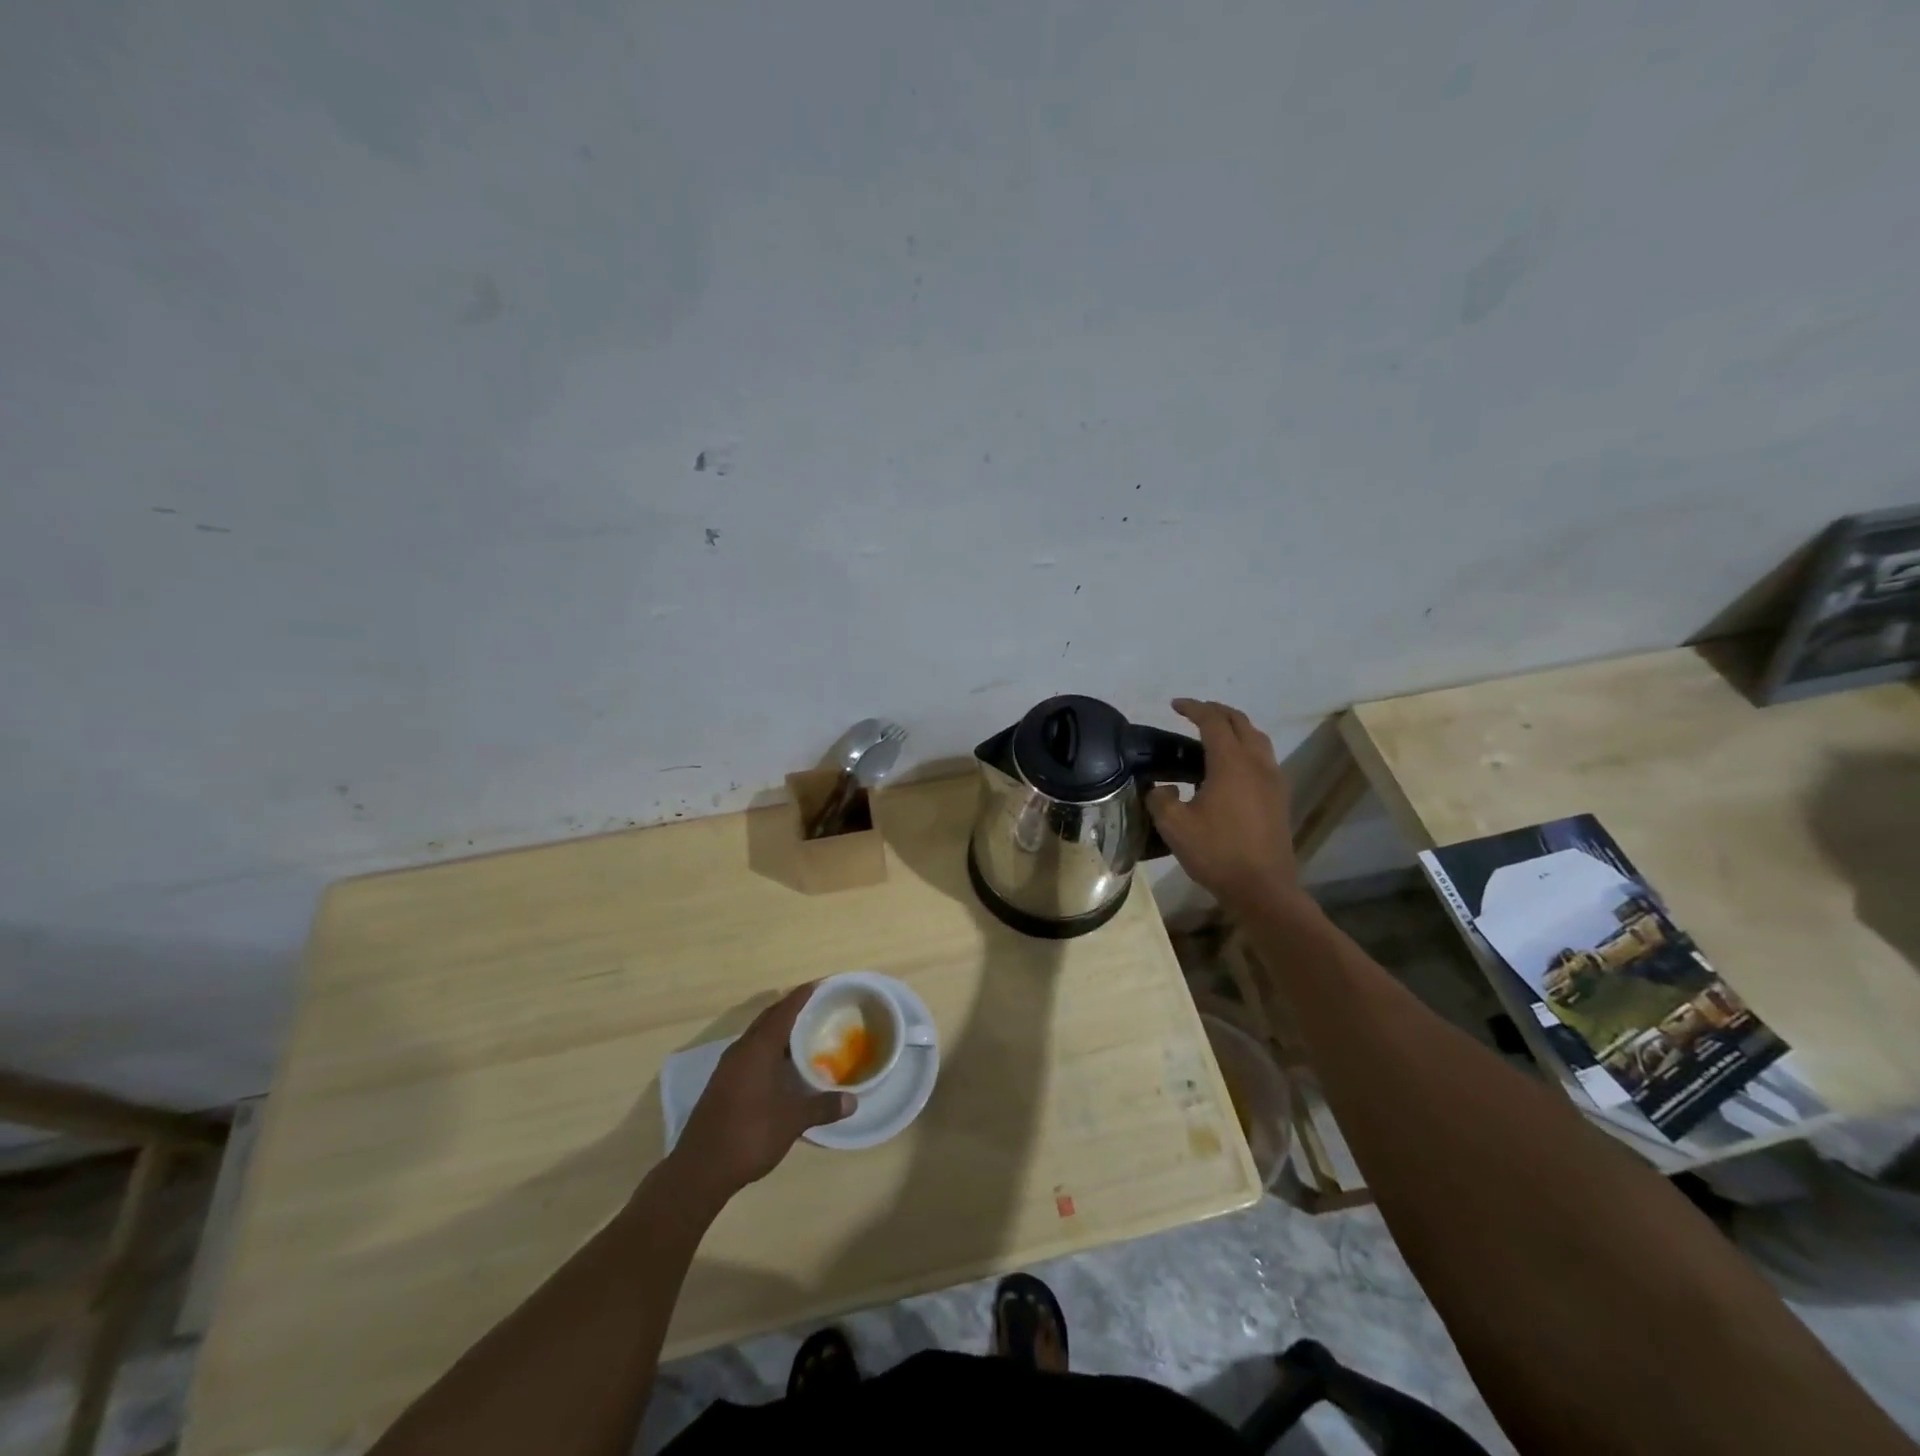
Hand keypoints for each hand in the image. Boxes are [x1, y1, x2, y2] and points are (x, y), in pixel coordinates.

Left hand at [670, 984, 852, 1202]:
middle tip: (817, 1006)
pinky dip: (768, 1048)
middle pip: (768, 1018)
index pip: (784, 1011)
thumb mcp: (792, 1121)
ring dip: (778, 1029)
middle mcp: (741, 1050)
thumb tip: (853, 1101)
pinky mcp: (722, 1083)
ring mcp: (728, 1067)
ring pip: (757, 1035)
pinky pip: (750, 1052)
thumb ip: (822, 1106)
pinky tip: (781, 1064)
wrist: (699, 1170)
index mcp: (758, 1048)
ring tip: (803, 1032)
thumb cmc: (749, 1135)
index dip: (802, 996)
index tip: (820, 984)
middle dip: (791, 1008)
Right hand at [1146, 698, 1299, 913]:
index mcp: (1231, 763)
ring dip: (1236, 728)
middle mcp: (1257, 763)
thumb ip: (1160, 798)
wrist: (1262, 887)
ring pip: (1257, 739)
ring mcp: (1273, 780)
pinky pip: (1263, 758)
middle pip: (1240, 722)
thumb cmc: (1216, 853)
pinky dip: (1246, 748)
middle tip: (1194, 713)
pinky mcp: (1279, 797)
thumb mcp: (1174, 825)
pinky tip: (1231, 767)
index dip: (1193, 708)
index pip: (1213, 721)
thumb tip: (1162, 788)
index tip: (1175, 705)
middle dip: (1217, 712)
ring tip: (1214, 735)